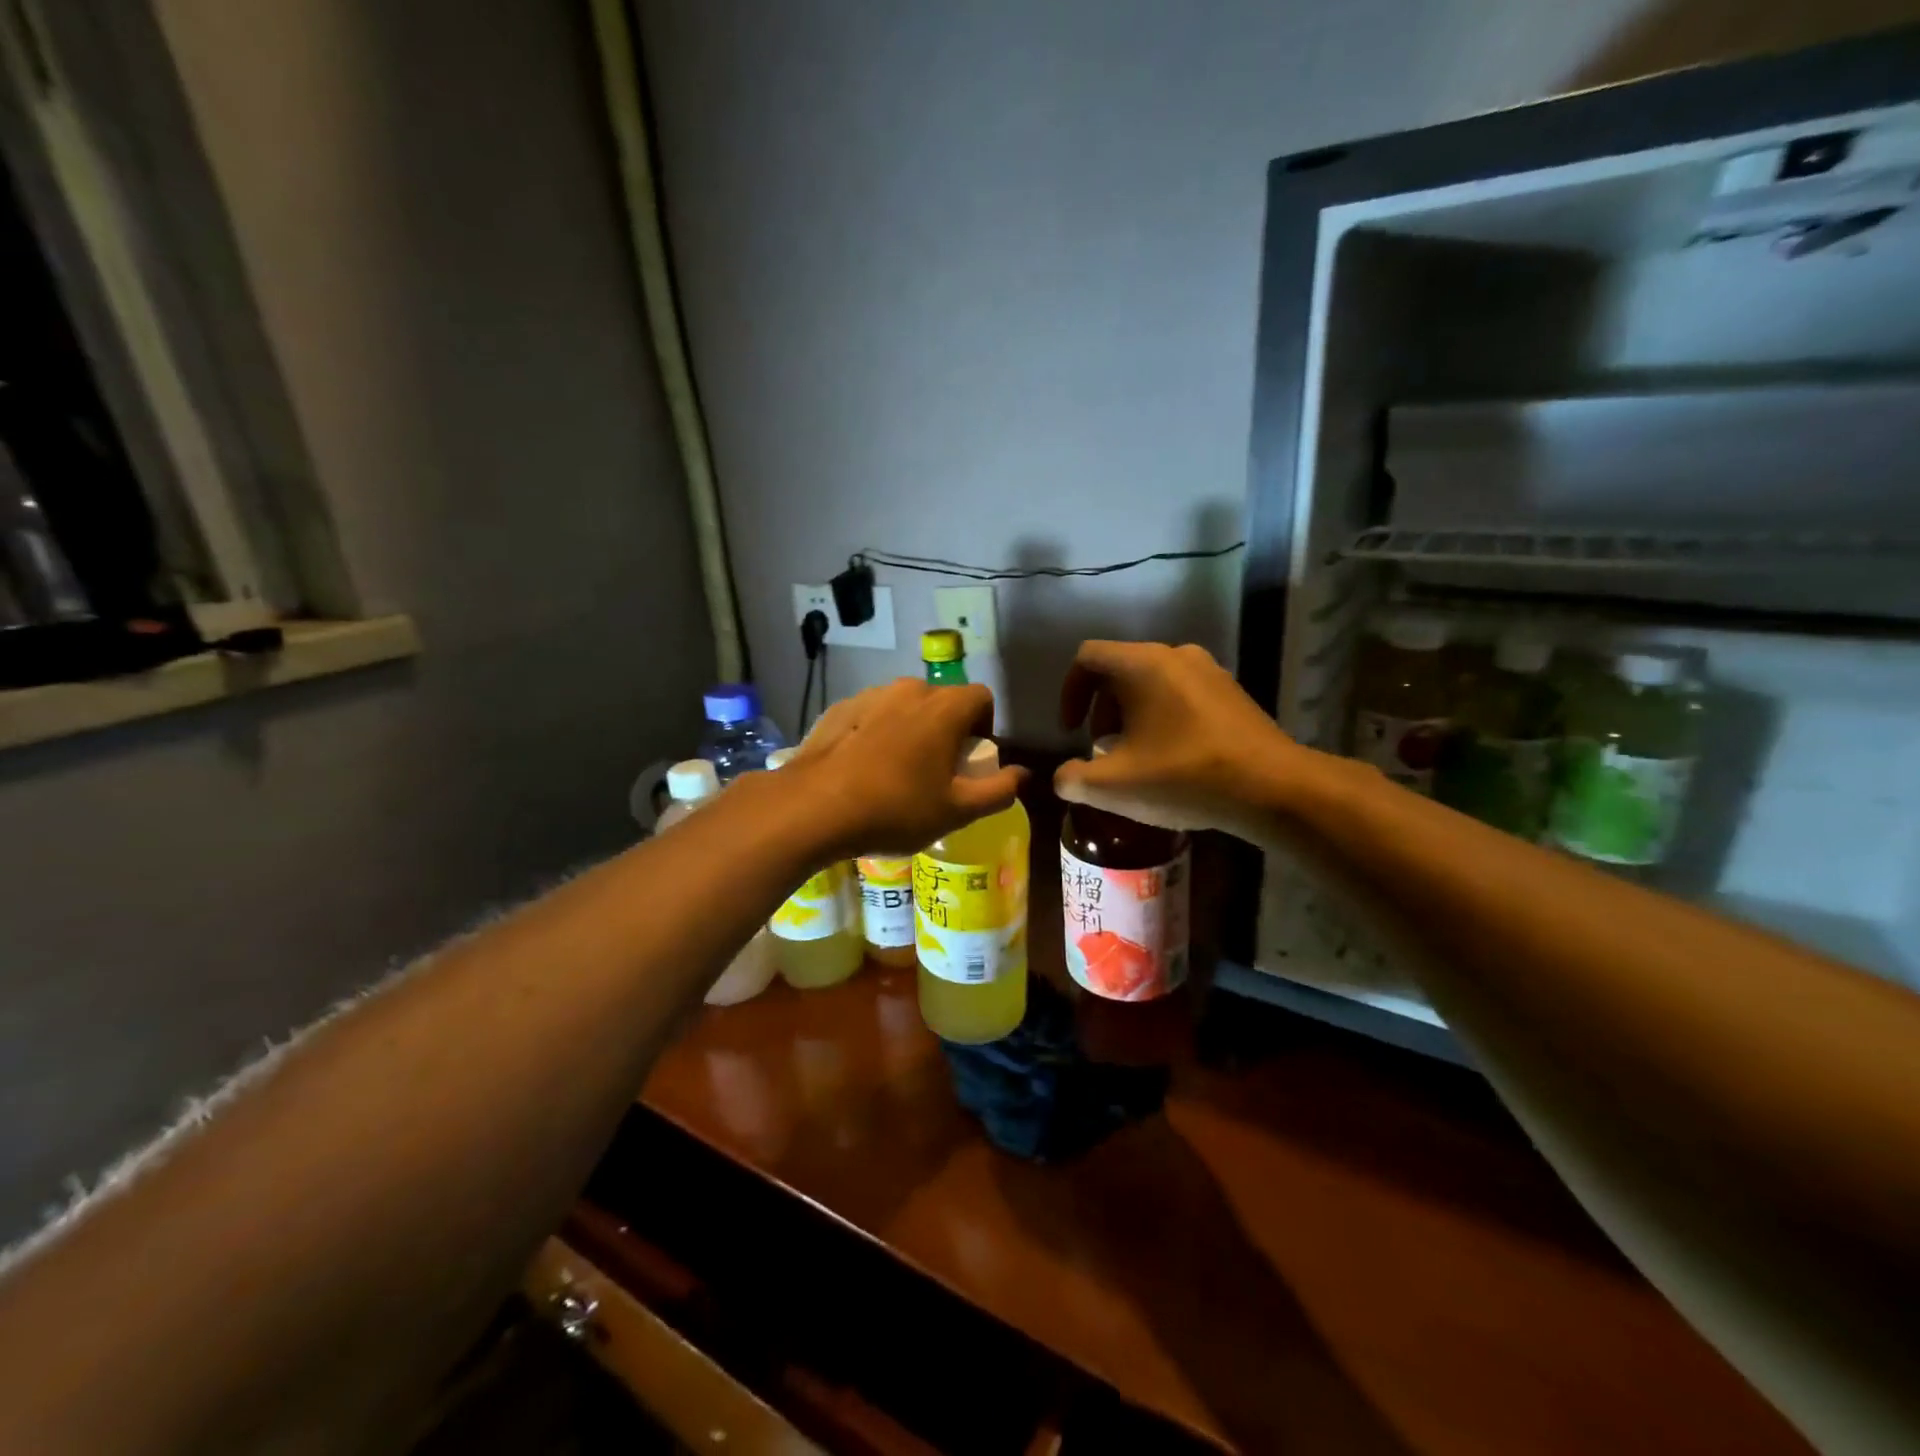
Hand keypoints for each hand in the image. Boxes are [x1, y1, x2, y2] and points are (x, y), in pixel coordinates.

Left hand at [791, 679, 1026, 855]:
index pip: (982, 698)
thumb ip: (999, 791)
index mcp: (943, 707)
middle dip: (947, 731)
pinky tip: (863, 770)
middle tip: (936, 774)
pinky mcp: (837, 710)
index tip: (970, 762)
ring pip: (904, 708)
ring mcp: (868, 696)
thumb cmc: (896, 808)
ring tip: (896, 774)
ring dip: (910, 731)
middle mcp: (908, 690)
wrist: (813, 808)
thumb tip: (1023, 775)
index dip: (984, 728)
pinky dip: (876, 734)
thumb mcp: (957, 810)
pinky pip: (871, 716)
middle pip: (942, 702)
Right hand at [1053, 641, 1303, 835]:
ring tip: (1136, 756)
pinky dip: (1163, 717)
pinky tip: (1173, 758)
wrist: (1273, 788)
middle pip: (1120, 669)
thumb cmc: (1184, 777)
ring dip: (1132, 714)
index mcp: (1142, 665)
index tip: (1072, 731)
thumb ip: (1073, 779)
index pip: (1088, 657)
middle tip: (1103, 748)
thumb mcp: (1114, 787)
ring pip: (1153, 682)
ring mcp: (1210, 671)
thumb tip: (1064, 777)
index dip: (1069, 692)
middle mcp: (1176, 655)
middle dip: (1101, 708)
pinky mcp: (1232, 692)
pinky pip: (1182, 694)